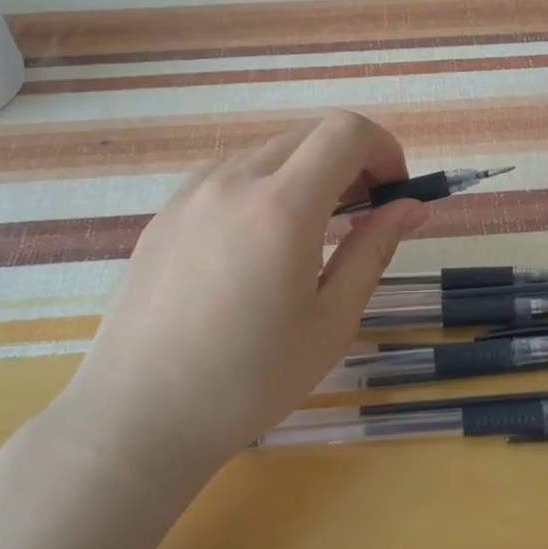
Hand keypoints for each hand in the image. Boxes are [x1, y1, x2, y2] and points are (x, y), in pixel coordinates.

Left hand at [45, 111, 428, 492]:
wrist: (137, 417)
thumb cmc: (248, 380)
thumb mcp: (330, 321)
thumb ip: (373, 250)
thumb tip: (410, 206)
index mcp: (282, 205)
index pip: (346, 131)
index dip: (384, 149)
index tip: (394, 194)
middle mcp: (234, 180)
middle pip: (310, 134)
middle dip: (352, 160)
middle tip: (364, 215)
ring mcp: (193, 192)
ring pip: (270, 152)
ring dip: (307, 172)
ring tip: (311, 234)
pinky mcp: (166, 211)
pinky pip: (230, 175)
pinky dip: (265, 186)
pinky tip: (258, 244)